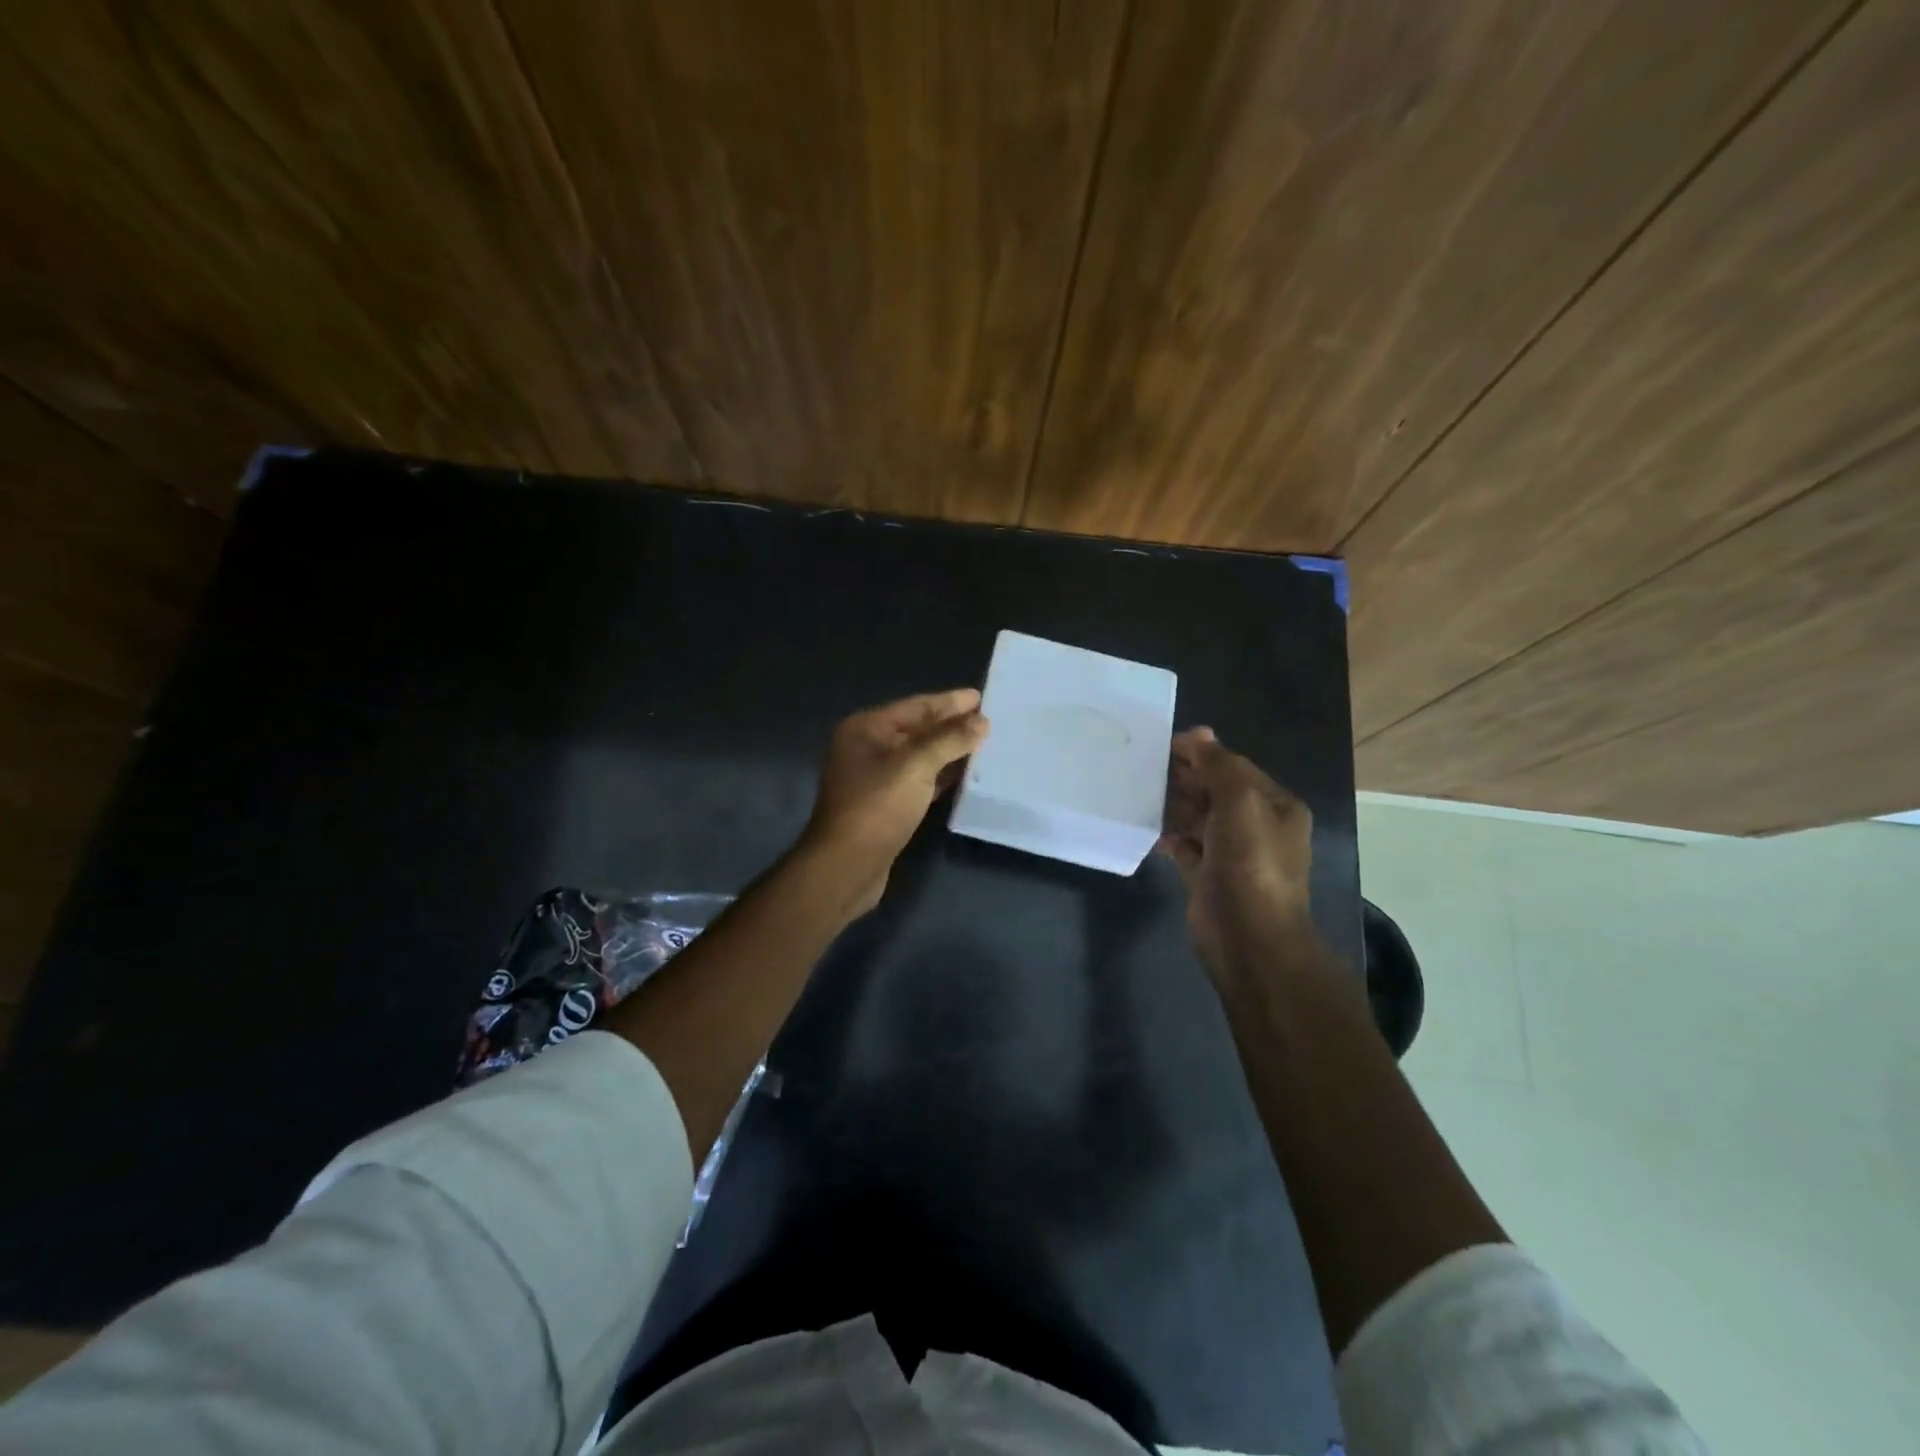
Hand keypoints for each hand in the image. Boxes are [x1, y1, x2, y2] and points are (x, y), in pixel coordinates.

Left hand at [801, 689, 989, 914]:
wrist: (847, 865)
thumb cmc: (877, 806)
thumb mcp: (916, 765)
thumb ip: (949, 739)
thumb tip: (982, 721)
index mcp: (866, 729)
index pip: (915, 706)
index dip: (949, 702)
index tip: (981, 697)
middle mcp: (867, 748)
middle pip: (917, 729)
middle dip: (951, 725)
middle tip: (989, 720)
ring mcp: (874, 779)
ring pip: (919, 757)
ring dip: (949, 751)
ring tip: (985, 744)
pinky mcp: (885, 806)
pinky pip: (919, 781)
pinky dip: (941, 776)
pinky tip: (966, 776)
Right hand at [1158, 727, 1316, 982]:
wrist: (1248, 938)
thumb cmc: (1250, 864)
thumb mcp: (1239, 803)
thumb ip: (1218, 765)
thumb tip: (1198, 733)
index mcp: (1274, 806)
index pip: (1235, 767)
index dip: (1202, 753)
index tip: (1163, 745)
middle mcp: (1256, 826)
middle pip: (1215, 790)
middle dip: (1185, 777)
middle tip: (1145, 766)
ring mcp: (1230, 853)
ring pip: (1197, 817)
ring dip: (1173, 804)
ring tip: (1140, 791)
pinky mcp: (1206, 876)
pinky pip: (1184, 845)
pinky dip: (1168, 834)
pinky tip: (1147, 826)